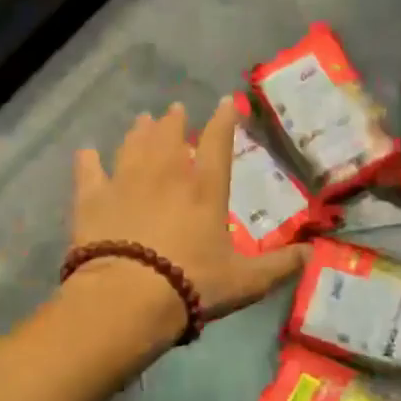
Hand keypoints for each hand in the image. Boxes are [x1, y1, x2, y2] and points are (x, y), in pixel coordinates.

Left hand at [69, 99, 308, 330]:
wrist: (128, 297)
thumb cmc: (192, 284)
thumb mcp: (247, 281)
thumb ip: (281, 265)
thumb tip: (314, 252)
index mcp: (205, 189)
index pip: (217, 143)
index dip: (223, 120)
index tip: (225, 102)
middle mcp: (166, 175)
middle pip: (170, 136)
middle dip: (174, 120)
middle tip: (175, 110)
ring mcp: (126, 182)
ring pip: (133, 145)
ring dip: (139, 131)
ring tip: (142, 120)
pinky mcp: (92, 199)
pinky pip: (89, 171)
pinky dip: (88, 160)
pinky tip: (87, 152)